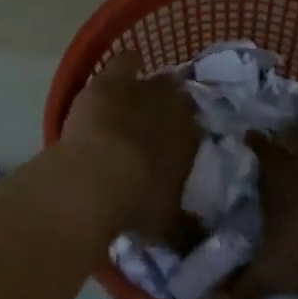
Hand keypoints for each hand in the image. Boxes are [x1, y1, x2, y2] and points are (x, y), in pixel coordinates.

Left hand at [59, 50, 200, 241]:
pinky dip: (128, 64)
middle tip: (157, 123)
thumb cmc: (137, 203)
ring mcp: (143, 90)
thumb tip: (200, 237)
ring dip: (150, 88)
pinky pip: (127, 61)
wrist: (97, 179)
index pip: (197, 130)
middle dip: (171, 108)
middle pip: (179, 99)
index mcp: (192, 141)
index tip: (178, 146)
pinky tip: (127, 66)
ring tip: (140, 97)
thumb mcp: (169, 226)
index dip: (187, 135)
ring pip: (157, 79)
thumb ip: (187, 229)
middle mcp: (174, 110)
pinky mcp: (111, 81)